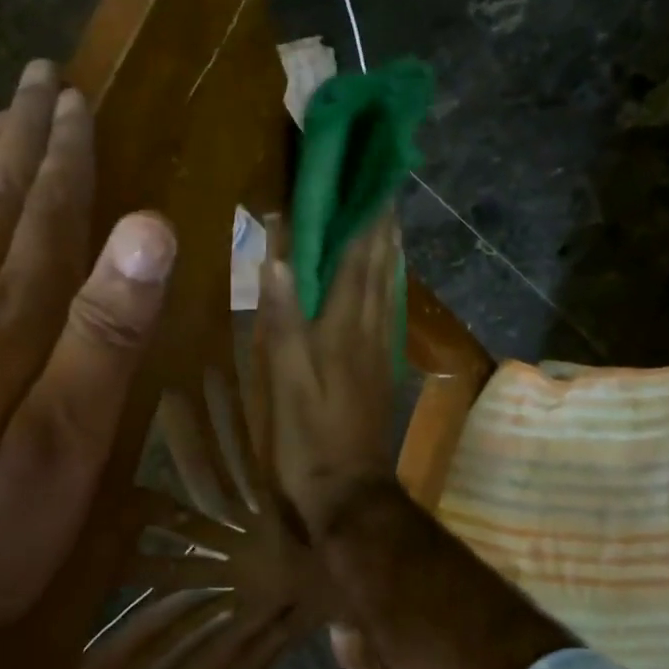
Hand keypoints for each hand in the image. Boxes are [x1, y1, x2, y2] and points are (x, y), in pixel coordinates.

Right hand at [256, 214, 400, 536]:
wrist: (349, 491)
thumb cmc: (309, 438)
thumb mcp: (286, 382)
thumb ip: (284, 320)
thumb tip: (280, 257)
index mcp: (345, 328)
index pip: (357, 259)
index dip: (362, 217)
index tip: (366, 176)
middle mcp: (369, 330)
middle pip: (379, 266)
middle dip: (379, 223)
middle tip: (379, 184)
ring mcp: (379, 350)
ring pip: (388, 287)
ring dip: (388, 249)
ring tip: (387, 217)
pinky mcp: (380, 368)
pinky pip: (388, 312)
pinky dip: (388, 283)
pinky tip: (386, 277)